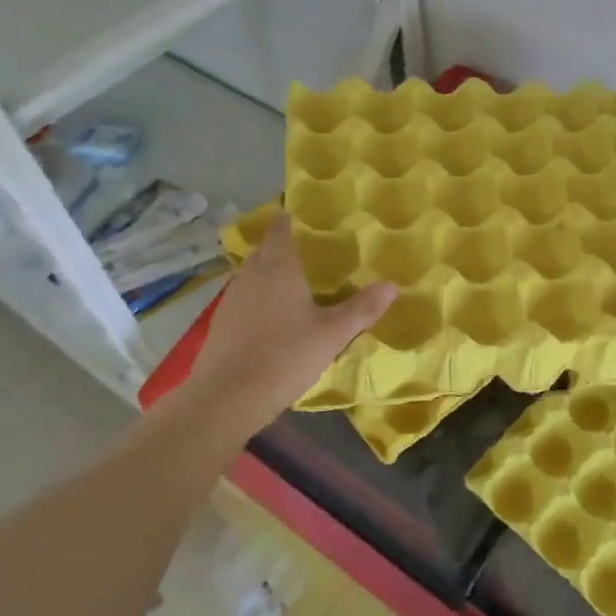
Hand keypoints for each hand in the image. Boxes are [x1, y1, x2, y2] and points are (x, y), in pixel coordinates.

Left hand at [187, 215, 396, 418]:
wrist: (227, 397)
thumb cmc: (285, 356)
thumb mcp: (332, 334)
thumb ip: (362, 308)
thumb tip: (392, 285)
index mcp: (278, 267)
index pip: (281, 228)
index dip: (292, 219)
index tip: (309, 218)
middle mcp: (251, 274)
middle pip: (266, 249)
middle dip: (285, 247)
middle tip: (313, 253)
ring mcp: (232, 298)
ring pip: (254, 274)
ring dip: (272, 274)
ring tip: (298, 283)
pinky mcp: (222, 322)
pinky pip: (246, 298)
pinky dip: (261, 298)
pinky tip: (276, 317)